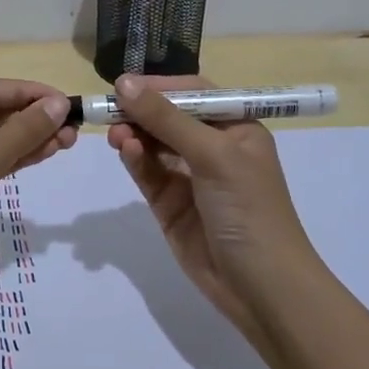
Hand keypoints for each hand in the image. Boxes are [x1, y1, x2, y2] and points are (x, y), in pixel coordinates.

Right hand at [106, 74, 324, 339]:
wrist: (259, 286)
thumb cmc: (248, 208)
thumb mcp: (213, 154)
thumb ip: (166, 118)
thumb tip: (124, 83)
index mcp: (236, 128)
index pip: (193, 93)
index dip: (160, 86)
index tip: (124, 84)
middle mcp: (212, 147)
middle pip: (168, 117)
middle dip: (140, 111)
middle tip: (108, 109)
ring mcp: (189, 176)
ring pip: (153, 144)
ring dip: (133, 134)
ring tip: (114, 133)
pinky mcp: (169, 203)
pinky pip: (147, 172)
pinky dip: (134, 159)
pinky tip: (124, 150)